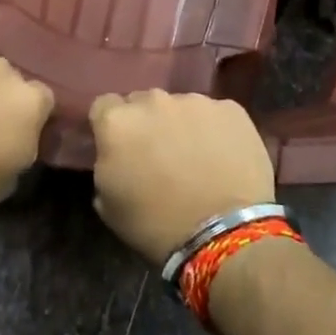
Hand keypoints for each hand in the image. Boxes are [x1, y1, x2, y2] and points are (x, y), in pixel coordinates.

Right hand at [89, 91, 274, 265]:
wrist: (225, 233)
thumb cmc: (157, 226)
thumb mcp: (108, 205)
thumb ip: (105, 165)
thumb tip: (115, 156)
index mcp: (117, 122)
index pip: (104, 107)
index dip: (111, 127)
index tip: (120, 148)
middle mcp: (153, 100)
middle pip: (143, 103)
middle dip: (147, 123)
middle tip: (159, 155)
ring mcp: (195, 101)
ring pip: (181, 107)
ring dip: (182, 125)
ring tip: (196, 159)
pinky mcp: (231, 109)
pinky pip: (215, 115)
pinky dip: (215, 131)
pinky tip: (224, 159)